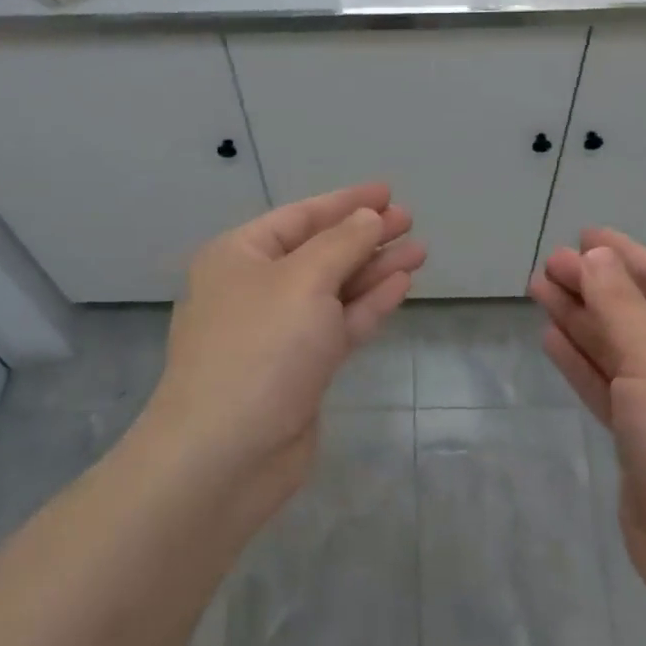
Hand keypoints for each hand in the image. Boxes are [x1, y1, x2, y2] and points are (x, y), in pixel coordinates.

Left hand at [139, 184, 424, 516]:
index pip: (300, 216)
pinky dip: (367, 305)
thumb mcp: (303, 280)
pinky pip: (337, 325)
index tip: (388, 192)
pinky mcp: (300, 369)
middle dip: (365, 235)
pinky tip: (400, 285)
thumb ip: (342, 244)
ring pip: (333, 289)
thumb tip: (368, 218)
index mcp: (239, 255)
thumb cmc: (260, 348)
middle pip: (319, 251)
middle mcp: (255, 288)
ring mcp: (278, 331)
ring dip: (374, 269)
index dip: (346, 202)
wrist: (227, 452)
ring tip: (419, 251)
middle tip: (411, 221)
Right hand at [529, 229, 645, 625]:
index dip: (621, 256)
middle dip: (593, 289)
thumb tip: (596, 255)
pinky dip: (586, 364)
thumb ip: (620, 307)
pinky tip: (553, 338)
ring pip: (623, 349)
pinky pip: (615, 386)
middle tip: (545, 266)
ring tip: (538, 291)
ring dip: (583, 322)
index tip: (581, 235)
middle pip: (640, 312)